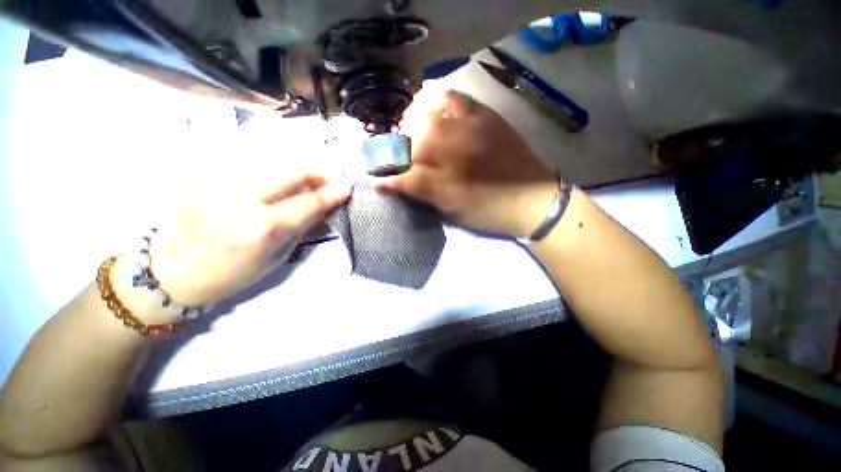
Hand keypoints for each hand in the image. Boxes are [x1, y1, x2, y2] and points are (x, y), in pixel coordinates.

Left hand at [147, 172, 350, 307]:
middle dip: (316, 172)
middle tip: (329, 179)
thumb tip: (327, 205)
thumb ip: (303, 226)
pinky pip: (249, 164)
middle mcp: (240, 200)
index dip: (331, 193)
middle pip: (289, 171)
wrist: (174, 272)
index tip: (347, 186)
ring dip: (295, 169)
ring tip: (306, 180)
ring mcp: (218, 183)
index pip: (307, 202)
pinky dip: (271, 170)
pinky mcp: (204, 175)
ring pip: (271, 162)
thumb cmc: (233, 273)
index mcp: (261, 228)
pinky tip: (276, 180)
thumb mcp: (278, 256)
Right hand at [378, 90, 557, 236]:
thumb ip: (419, 193)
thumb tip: (386, 183)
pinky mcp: (484, 115)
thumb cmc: (489, 211)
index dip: (386, 174)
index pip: (404, 173)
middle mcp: (455, 149)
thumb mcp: (451, 210)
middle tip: (396, 158)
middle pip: (412, 141)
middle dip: (397, 150)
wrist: (533, 199)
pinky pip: (453, 97)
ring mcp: (470, 127)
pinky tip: (429, 109)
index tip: (375, 177)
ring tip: (410, 134)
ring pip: (426, 116)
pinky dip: (434, 100)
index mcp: (447, 180)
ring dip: (411, 125)